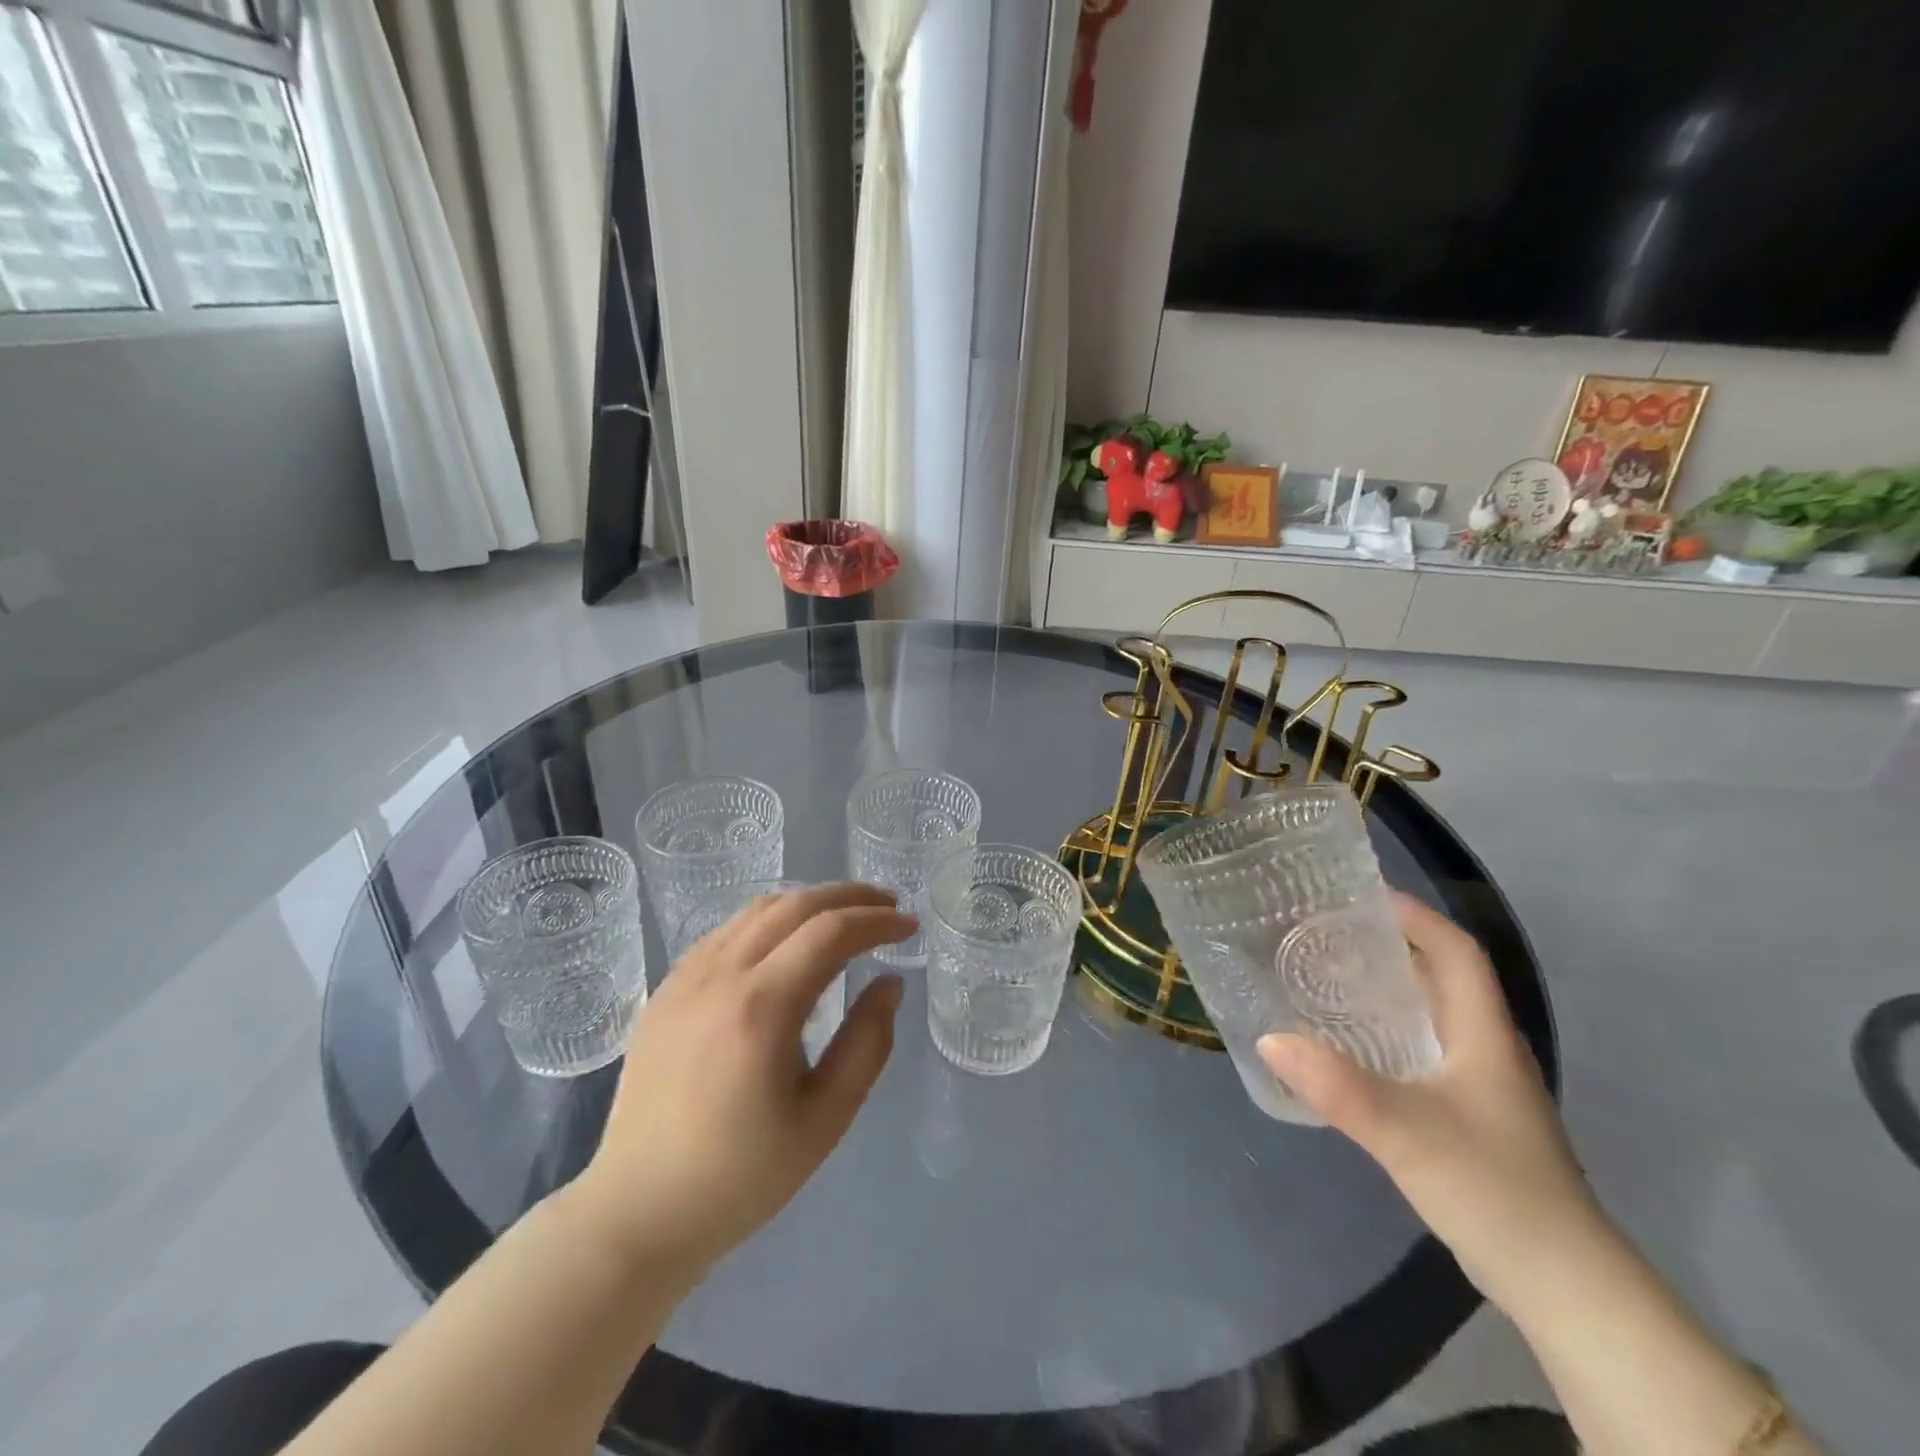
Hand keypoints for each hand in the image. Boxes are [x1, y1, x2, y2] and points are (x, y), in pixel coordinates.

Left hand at [565, 883, 913, 1283]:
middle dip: (849, 897)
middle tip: (888, 906)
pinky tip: (786, 942)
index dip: (877, 921)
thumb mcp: (825, 1119)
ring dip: (809, 902)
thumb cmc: (741, 1176)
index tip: (909, 926)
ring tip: (844, 917)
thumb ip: (867, 1043)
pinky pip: (726, 932)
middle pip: (794, 905)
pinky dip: (769, 921)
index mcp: (761, 1007)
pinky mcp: (666, 990)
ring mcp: (686, 978)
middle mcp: (720, 976)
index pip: (830, 932)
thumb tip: (889, 983)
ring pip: (757, 910)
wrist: (639, 1212)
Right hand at [1258, 893, 1598, 1308]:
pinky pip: (1416, 1052)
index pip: (1455, 951)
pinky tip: (1342, 1046)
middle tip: (1320, 933)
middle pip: (1437, 977)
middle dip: (1384, 946)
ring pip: (1426, 1016)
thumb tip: (1269, 1037)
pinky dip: (1380, 1034)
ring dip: (1379, 991)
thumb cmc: (1493, 1188)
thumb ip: (1338, 1086)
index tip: (1359, 895)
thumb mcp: (1408, 1132)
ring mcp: (1477, 1085)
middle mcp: (1482, 1048)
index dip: (1414, 916)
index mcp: (1482, 1033)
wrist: (1560, 1286)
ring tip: (1320, 977)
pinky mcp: (1464, 1117)